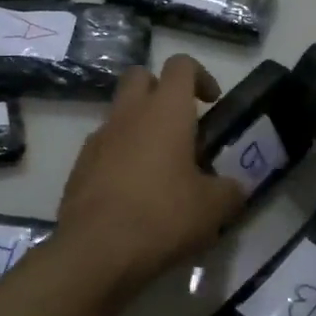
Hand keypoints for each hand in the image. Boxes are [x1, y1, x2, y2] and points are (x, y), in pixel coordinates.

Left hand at [57, 55, 246, 293]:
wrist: (96, 252)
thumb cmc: (162, 217)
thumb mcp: (213, 209)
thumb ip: (230, 191)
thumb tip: (236, 188)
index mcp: (165, 111)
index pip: (181, 64)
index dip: (200, 75)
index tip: (211, 103)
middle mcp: (129, 114)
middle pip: (140, 76)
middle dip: (161, 90)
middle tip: (181, 125)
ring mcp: (98, 138)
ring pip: (120, 113)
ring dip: (140, 126)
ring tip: (160, 167)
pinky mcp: (79, 166)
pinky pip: (104, 146)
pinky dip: (120, 156)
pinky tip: (134, 192)